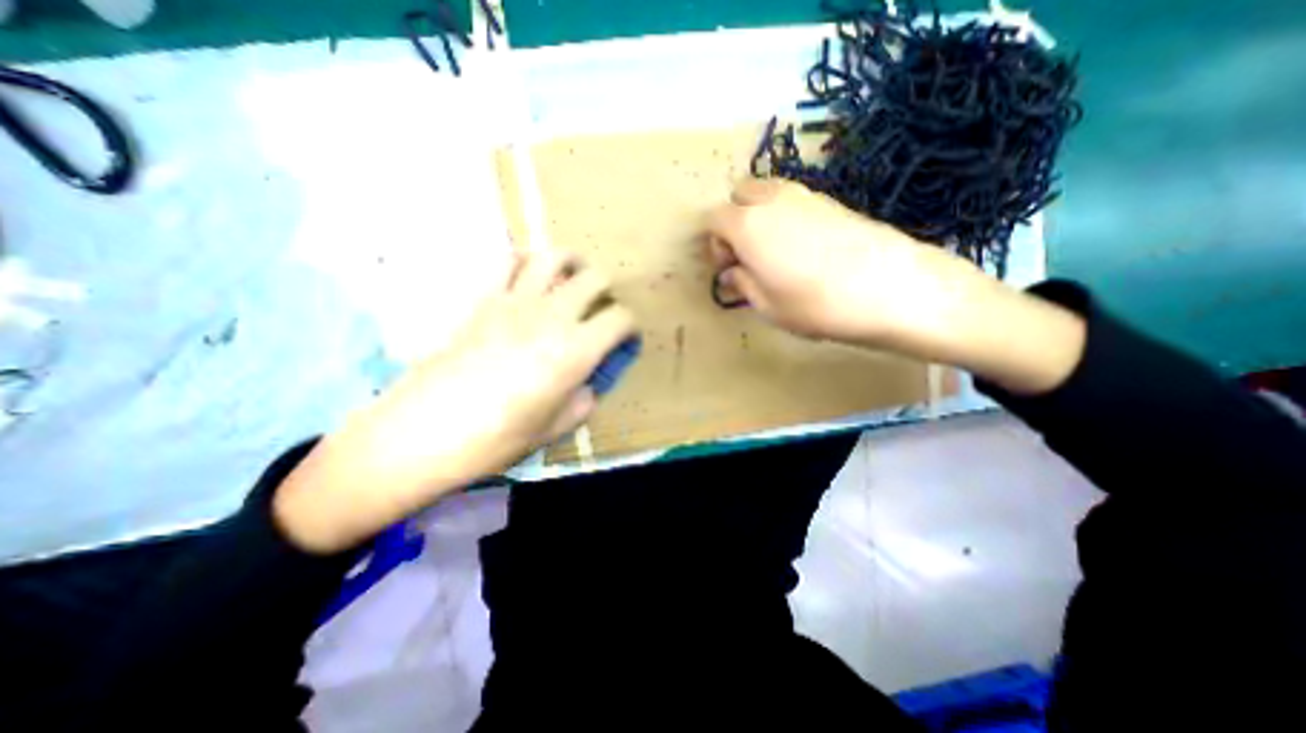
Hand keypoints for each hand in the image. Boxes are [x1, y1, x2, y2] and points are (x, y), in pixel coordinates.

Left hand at [273, 249, 638, 551]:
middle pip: (595, 278)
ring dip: (571, 263)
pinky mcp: (483, 299)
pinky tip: (529, 276)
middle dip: (607, 290)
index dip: (630, 326)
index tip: (625, 338)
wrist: (424, 432)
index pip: (620, 319)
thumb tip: (585, 387)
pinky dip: (526, 261)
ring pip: (554, 257)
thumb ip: (581, 402)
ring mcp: (516, 302)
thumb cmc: (496, 439)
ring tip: (572, 277)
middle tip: (601, 307)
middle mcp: (553, 316)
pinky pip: (508, 261)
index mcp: (576, 350)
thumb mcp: (554, 429)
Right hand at [714, 173, 979, 352]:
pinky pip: (793, 200)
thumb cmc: (815, 304)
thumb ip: (742, 283)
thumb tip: (731, 272)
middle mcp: (772, 200)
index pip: (713, 219)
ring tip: (773, 252)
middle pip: (738, 195)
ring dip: (759, 216)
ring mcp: (805, 195)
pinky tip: (802, 247)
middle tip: (746, 254)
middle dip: (733, 221)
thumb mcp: (767, 306)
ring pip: (766, 193)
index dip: (714, 244)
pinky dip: (784, 216)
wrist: (891, 288)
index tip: (728, 269)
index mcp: (747, 225)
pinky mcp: (831, 201)